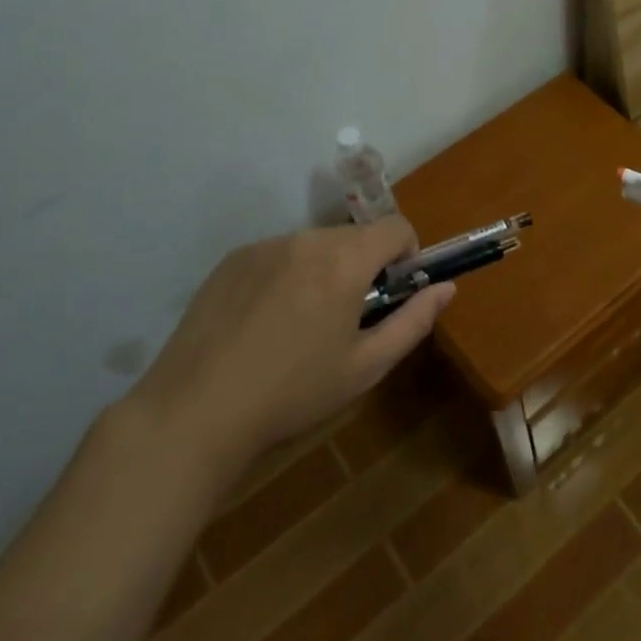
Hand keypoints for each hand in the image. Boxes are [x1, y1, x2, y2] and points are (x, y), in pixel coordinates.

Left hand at [123, 219, 449, 497]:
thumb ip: (414, 321)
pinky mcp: (232, 259)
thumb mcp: (365, 367)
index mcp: (345, 261)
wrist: (194, 413)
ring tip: (299, 324)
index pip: (396, 227)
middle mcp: (307, 240)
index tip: (394, 290)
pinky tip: (264, 323)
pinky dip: (286, 276)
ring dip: (323, 270)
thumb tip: (446, 288)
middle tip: (347, 317)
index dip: (406, 254)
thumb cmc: (292, 394)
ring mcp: (265, 246)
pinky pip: (277, 255)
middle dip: (363, 265)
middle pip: (355, 236)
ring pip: (315, 245)